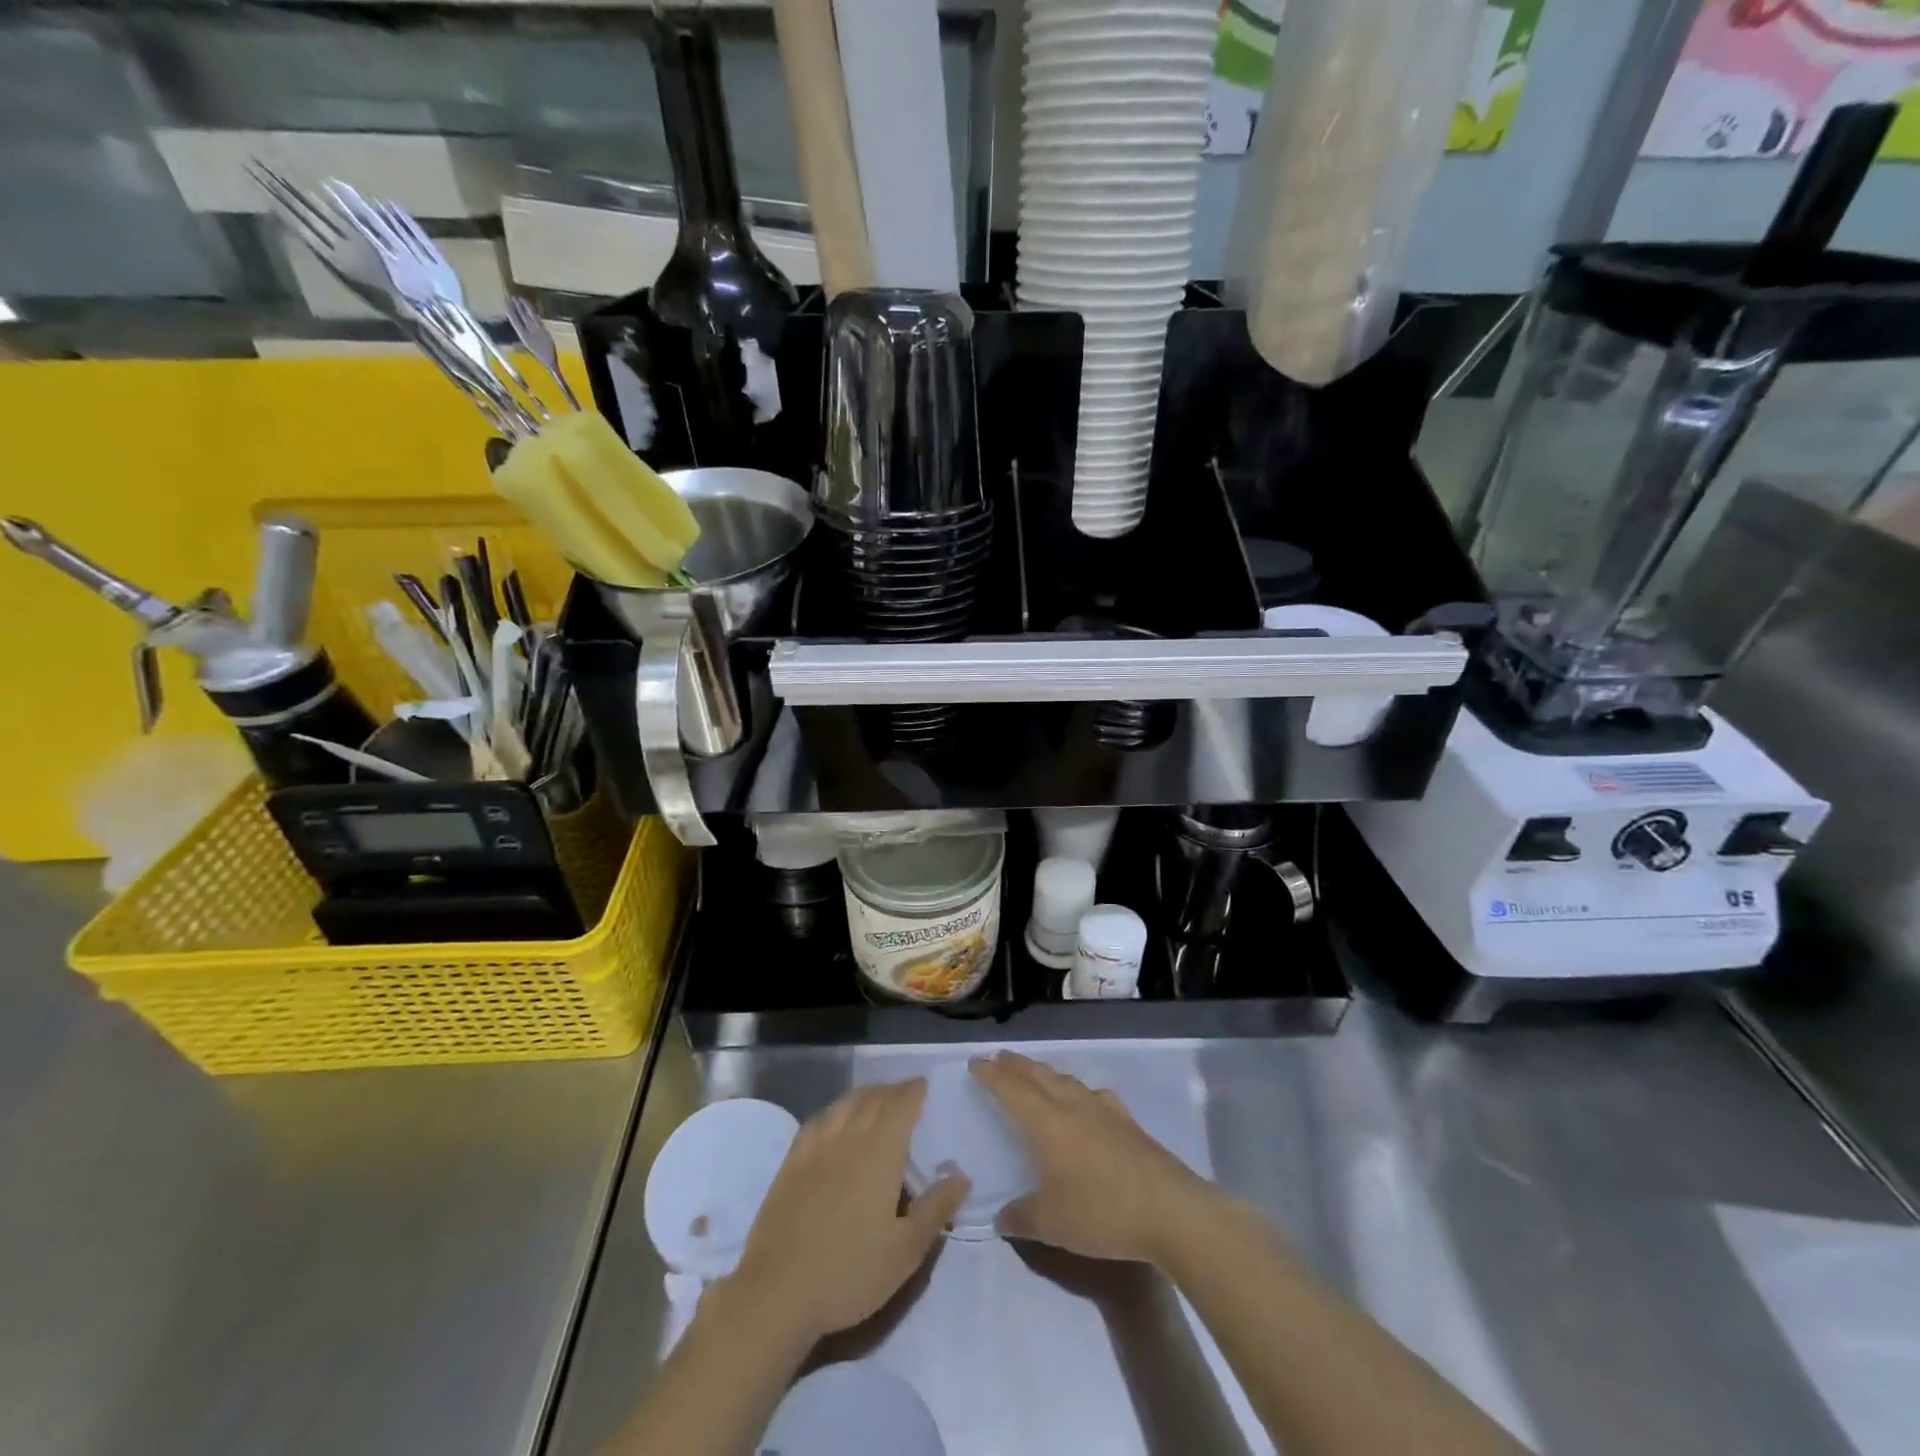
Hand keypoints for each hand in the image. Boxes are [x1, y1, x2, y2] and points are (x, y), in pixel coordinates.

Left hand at [726, 1080, 967, 1346]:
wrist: (778, 1293)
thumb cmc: (850, 1273)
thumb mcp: (906, 1251)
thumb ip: (936, 1208)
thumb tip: (962, 1175)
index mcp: (880, 1151)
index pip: (901, 1104)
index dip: (914, 1090)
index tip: (924, 1085)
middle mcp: (849, 1137)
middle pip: (873, 1098)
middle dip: (893, 1091)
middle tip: (906, 1095)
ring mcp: (816, 1146)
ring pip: (845, 1104)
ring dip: (866, 1096)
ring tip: (877, 1102)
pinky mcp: (792, 1161)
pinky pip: (820, 1120)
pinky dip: (837, 1110)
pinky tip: (837, 1121)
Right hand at [972, 1052, 1220, 1265]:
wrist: (1170, 1210)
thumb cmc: (1103, 1212)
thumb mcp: (1052, 1224)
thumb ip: (1022, 1217)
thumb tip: (1001, 1216)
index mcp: (1047, 1123)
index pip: (1012, 1089)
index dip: (991, 1075)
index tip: (976, 1063)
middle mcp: (1072, 1106)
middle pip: (1039, 1076)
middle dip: (1016, 1065)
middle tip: (1000, 1058)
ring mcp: (1104, 1110)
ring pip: (1066, 1081)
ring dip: (1045, 1073)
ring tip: (1035, 1074)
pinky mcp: (1127, 1122)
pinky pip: (1093, 1095)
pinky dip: (1078, 1091)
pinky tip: (1085, 1100)